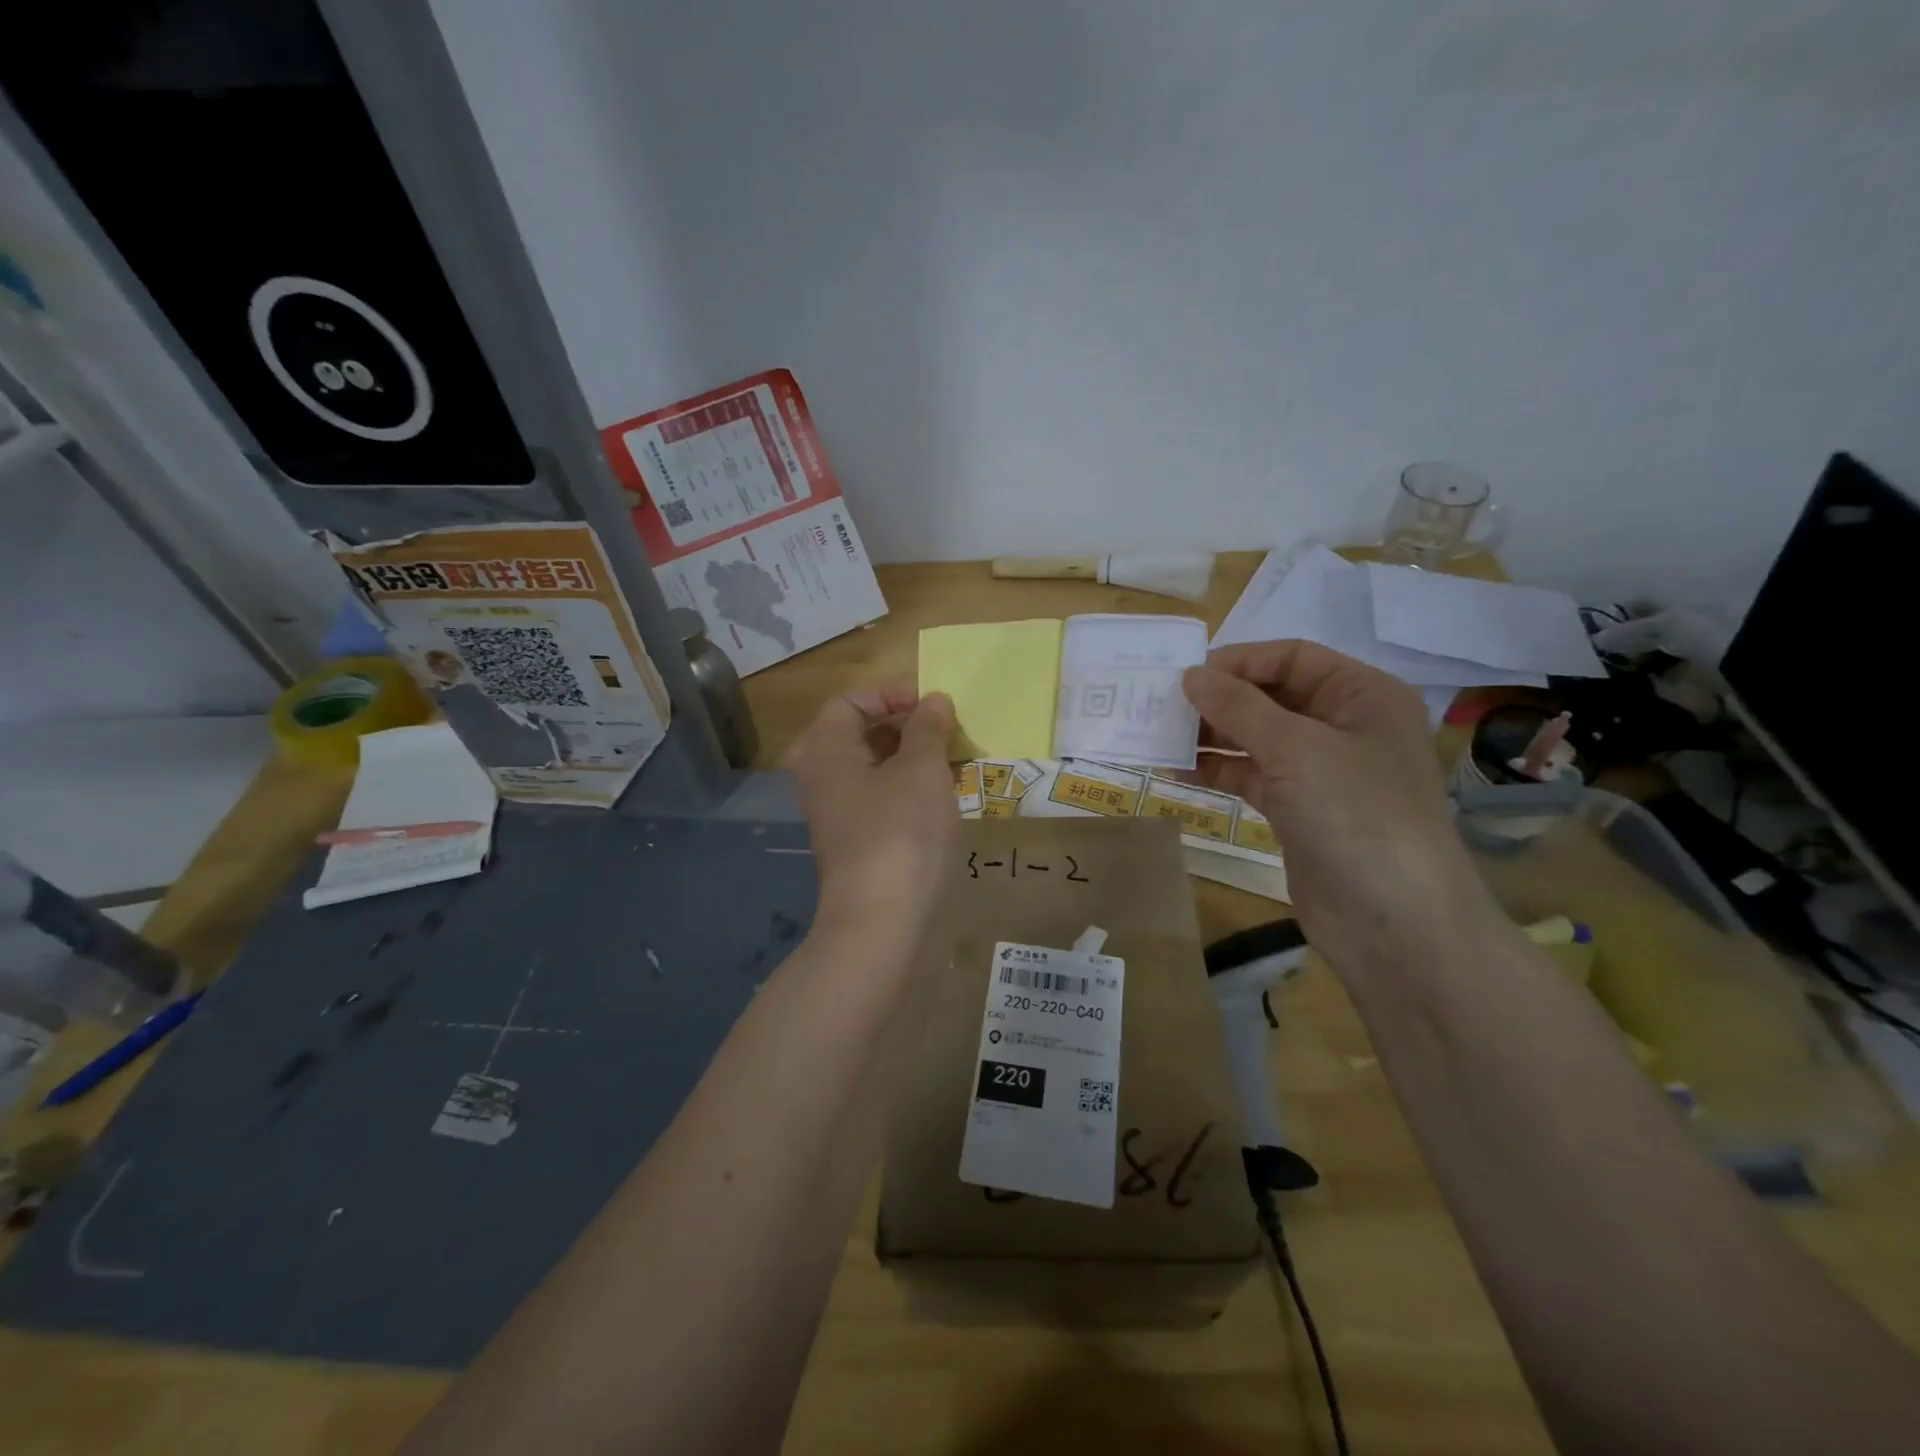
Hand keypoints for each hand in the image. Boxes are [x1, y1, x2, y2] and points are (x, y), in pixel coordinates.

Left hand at [784, 682, 960, 940]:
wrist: (886, 925)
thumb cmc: (901, 833)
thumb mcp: (922, 770)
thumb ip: (928, 728)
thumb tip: (933, 701)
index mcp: (825, 753)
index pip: (848, 703)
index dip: (889, 693)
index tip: (931, 702)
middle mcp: (823, 781)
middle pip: (858, 735)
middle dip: (903, 725)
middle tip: (942, 728)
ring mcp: (840, 816)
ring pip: (874, 770)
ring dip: (912, 758)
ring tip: (953, 759)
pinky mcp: (861, 845)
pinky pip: (883, 801)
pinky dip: (910, 790)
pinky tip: (945, 797)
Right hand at [1181, 641, 1499, 975]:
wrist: (1394, 921)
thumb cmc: (1356, 814)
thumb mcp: (1295, 749)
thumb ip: (1238, 707)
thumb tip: (1190, 676)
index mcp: (1363, 695)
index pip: (1292, 658)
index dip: (1239, 661)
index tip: (1186, 676)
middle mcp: (1344, 726)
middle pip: (1272, 696)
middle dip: (1220, 700)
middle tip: (1164, 707)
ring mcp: (1321, 771)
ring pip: (1257, 738)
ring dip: (1212, 736)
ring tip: (1162, 737)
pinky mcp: (1299, 809)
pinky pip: (1252, 776)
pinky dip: (1218, 770)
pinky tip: (1178, 771)